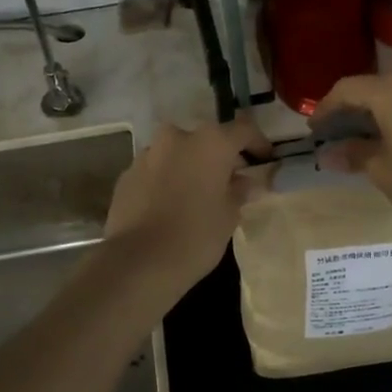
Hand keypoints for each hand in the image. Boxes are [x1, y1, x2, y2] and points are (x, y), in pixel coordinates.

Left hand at [105, 115, 268, 288]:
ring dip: (190, 166)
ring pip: (178, 153)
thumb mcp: (229, 216)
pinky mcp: (127, 174)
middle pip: (206, 139)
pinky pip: (156, 169)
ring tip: (197, 194)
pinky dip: (167, 179)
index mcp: (210, 142)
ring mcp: (148, 153)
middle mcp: (178, 138)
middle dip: (219, 156)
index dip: (258, 143)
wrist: (138, 262)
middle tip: (230, 181)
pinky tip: (170, 205)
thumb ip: (239, 190)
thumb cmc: (195, 236)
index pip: (243, 129)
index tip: (264, 160)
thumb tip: (243, 181)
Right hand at [314, 74, 391, 237]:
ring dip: (378, 114)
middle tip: (335, 132)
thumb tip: (328, 154)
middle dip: (351, 109)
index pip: (347, 88)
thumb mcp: (382, 170)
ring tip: (364, 138)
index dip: (326, 106)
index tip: (314, 128)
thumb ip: (354, 155)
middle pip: (374, 88)